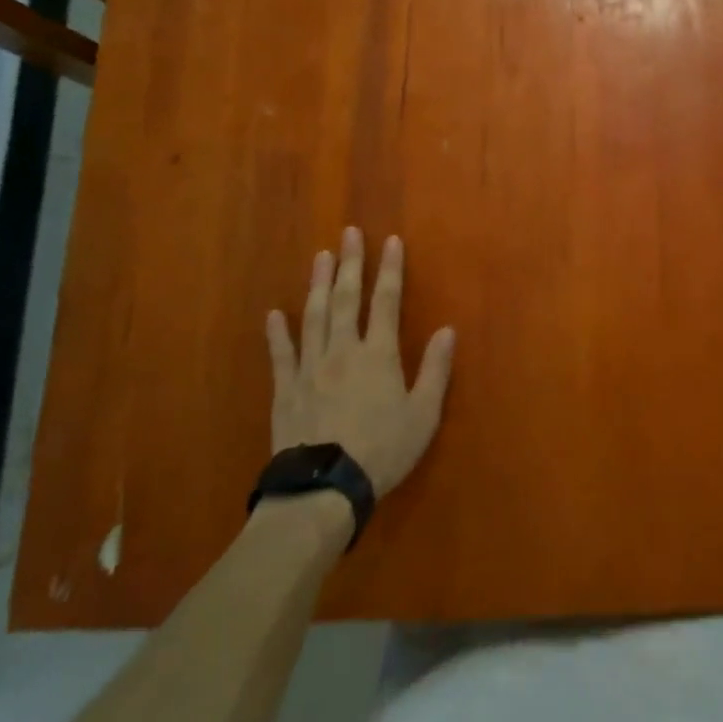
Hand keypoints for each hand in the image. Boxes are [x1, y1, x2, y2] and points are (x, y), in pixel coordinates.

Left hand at [265, 227, 455, 497]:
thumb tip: (448, 329)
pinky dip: (278, 332)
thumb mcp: (423, 414)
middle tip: (348, 233)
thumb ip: (435, 370)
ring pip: (314, 316)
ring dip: (319, 284)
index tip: (390, 240)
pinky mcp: (286, 389)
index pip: (386, 301)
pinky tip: (274, 313)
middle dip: (350, 263)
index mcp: (378, 355)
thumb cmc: (382, 450)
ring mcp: (310, 367)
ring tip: (320, 257)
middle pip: (347, 299)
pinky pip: (281, 354)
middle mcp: (343, 350)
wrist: (324, 488)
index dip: (390, 269)